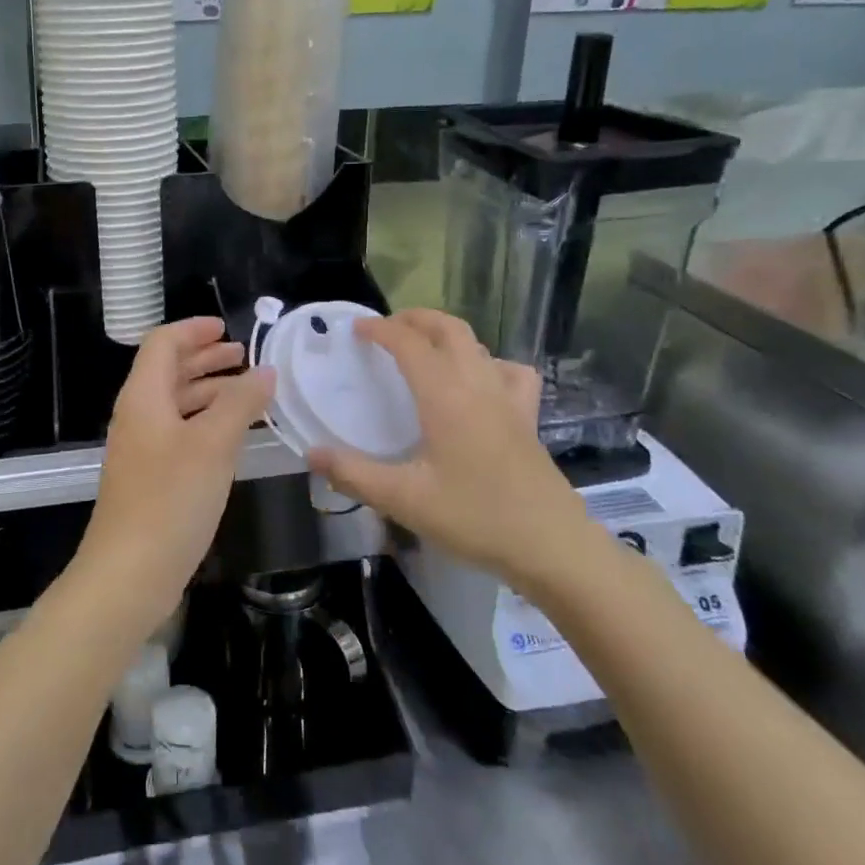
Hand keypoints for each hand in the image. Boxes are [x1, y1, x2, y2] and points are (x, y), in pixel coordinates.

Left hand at [74, 318, 276, 635]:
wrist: (128, 575)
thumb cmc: (170, 500)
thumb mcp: (213, 445)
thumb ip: (240, 403)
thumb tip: (265, 371)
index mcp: (143, 397)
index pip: (162, 343)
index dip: (194, 330)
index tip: (228, 328)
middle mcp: (138, 416)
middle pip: (169, 371)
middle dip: (206, 359)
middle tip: (244, 357)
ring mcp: (142, 449)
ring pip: (176, 404)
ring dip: (209, 391)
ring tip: (248, 392)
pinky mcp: (150, 478)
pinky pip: (180, 433)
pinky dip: (206, 422)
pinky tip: (234, 436)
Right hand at [308, 309, 602, 597]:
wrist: (552, 546)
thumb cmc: (475, 517)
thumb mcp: (405, 500)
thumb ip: (354, 475)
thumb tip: (311, 454)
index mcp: (445, 396)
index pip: (409, 342)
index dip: (380, 329)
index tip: (355, 329)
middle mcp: (477, 384)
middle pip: (448, 328)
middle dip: (415, 319)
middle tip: (386, 329)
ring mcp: (507, 398)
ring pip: (477, 344)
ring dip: (446, 334)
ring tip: (423, 348)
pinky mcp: (527, 417)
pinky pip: (510, 372)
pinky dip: (489, 363)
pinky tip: (480, 381)